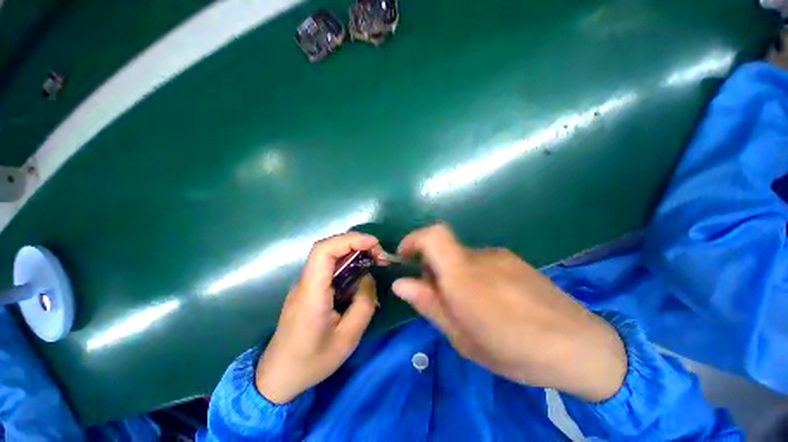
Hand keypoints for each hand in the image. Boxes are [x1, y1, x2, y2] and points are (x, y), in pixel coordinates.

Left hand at [255, 232, 380, 403]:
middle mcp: (305, 283)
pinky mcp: (307, 290)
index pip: (323, 251)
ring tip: (374, 261)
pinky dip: (347, 264)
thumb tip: (368, 278)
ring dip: (353, 253)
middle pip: (327, 248)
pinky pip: (328, 268)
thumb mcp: (347, 338)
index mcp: (311, 293)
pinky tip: (359, 275)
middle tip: (378, 254)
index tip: (374, 244)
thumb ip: (364, 304)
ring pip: (328, 256)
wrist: (277, 377)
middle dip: (356, 244)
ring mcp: (304, 285)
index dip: (350, 240)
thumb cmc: (312, 361)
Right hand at [392, 224, 626, 401]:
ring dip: (453, 274)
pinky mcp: (513, 259)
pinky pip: (480, 261)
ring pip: (461, 257)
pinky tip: (492, 301)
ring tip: (470, 305)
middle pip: (443, 249)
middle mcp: (479, 257)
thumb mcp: (461, 336)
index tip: (404, 257)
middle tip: (440, 298)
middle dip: (431, 267)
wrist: (580, 345)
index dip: (413, 239)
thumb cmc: (515, 350)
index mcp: (463, 276)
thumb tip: (400, 283)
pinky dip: (472, 274)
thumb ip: (429, 303)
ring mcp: (499, 256)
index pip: (433, 235)